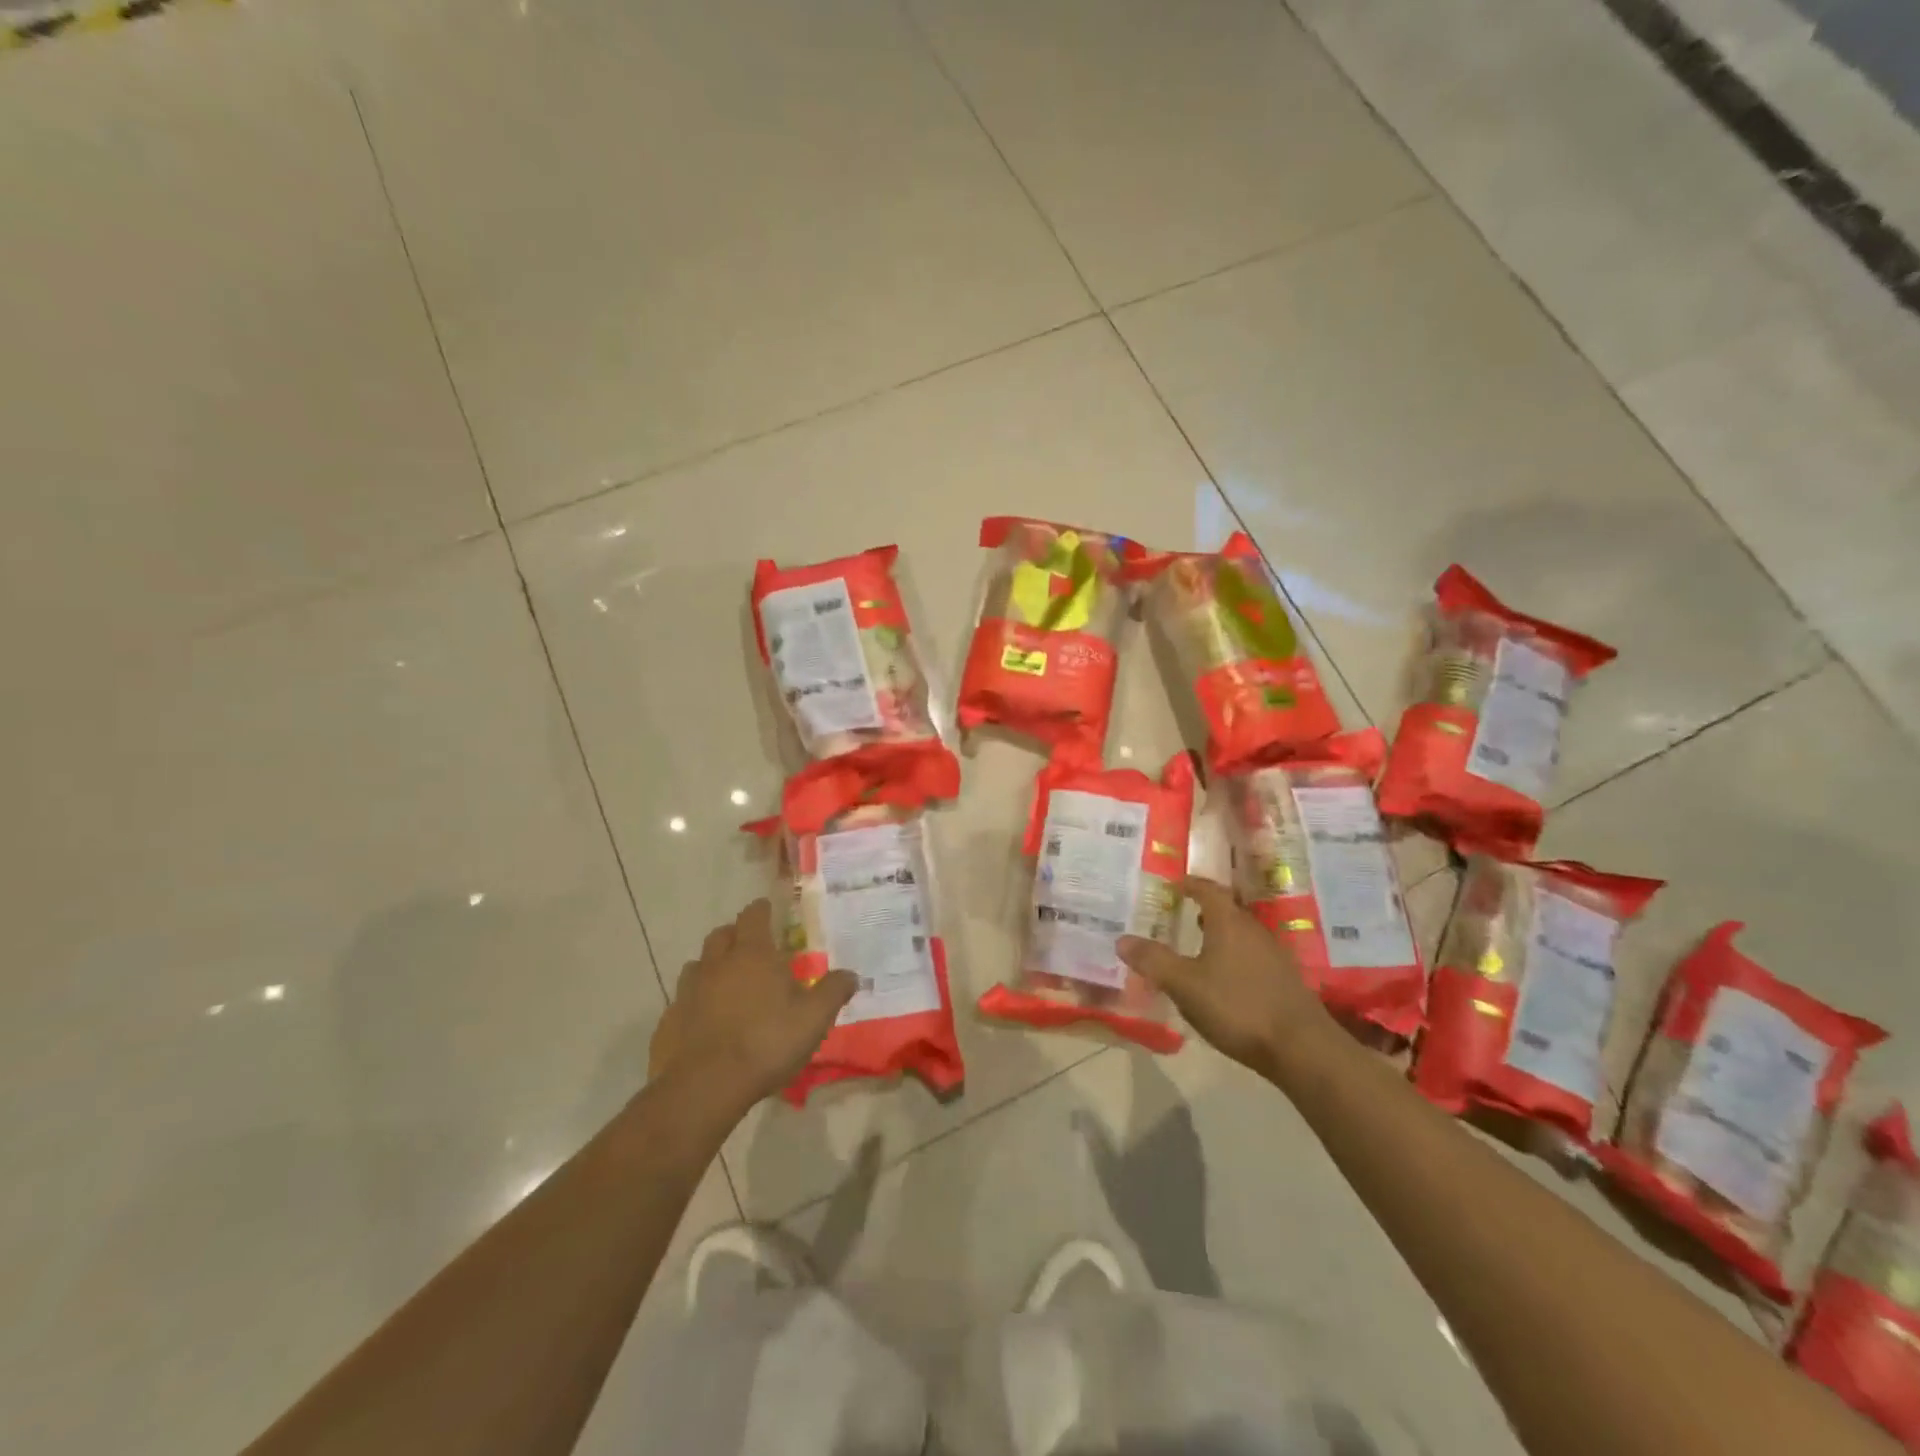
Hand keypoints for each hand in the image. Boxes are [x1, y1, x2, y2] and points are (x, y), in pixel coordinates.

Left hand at [649, 899, 857, 1114]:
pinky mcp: (669, 1021)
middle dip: (735, 935)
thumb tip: (851, 974)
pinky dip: (696, 1002)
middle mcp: (717, 964)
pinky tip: (706, 1020)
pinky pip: (683, 1000)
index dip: (761, 910)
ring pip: (698, 965)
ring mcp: (688, 991)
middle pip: (721, 935)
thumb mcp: (813, 1018)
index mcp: (752, 954)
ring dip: (712, 966)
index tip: (768, 908)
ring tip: (727, 982)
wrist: (704, 1087)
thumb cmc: (766, 1042)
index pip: (753, 916)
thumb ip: (833, 991)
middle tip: (750, 947)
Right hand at [1118, 876, 1334, 1074]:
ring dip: (1219, 935)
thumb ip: (1153, 961)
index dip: (1190, 884)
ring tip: (1197, 946)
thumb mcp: (1185, 985)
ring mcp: (1273, 955)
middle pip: (1227, 910)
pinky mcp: (1284, 980)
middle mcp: (1253, 930)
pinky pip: (1251, 956)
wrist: (1301, 1048)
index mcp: (1229, 922)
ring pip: (1240, 934)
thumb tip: (1121, 939)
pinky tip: (1223, 980)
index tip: (1174, 884)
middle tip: (1181, 914)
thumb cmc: (1237, 1006)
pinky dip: (1233, 957)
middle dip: (1204, 909)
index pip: (1208, 890)